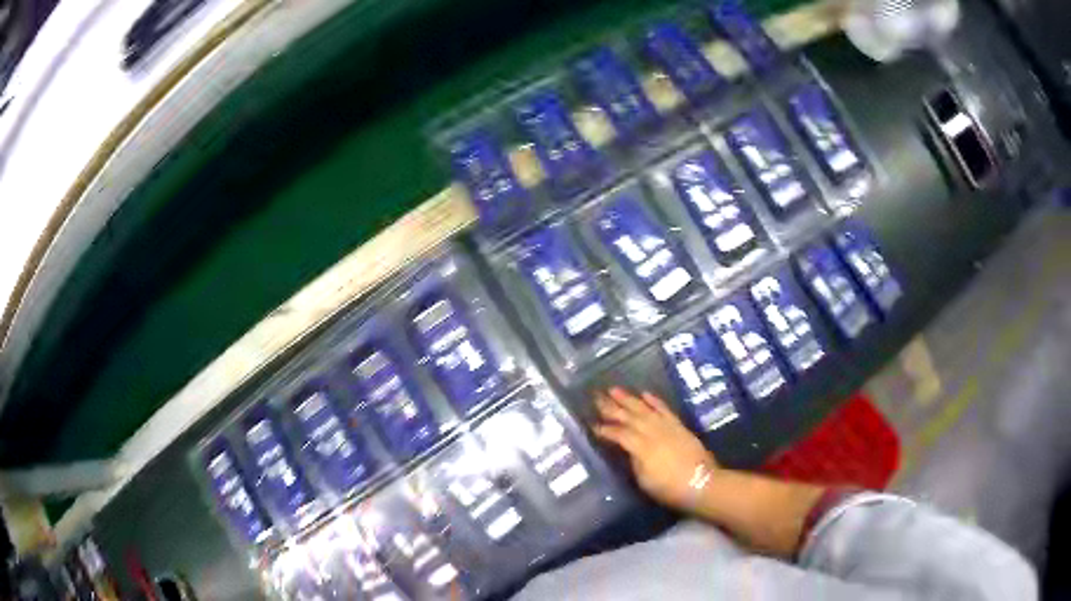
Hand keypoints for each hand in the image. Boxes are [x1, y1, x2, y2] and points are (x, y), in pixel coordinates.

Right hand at [593, 387, 718, 510]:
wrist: (702, 483)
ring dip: (628, 399)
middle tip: (596, 398)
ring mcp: (667, 427)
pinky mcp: (678, 425)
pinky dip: (654, 401)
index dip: (605, 430)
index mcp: (642, 448)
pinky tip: (644, 394)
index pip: (619, 434)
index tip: (592, 425)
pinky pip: (664, 409)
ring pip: (644, 409)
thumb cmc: (669, 489)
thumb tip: (627, 449)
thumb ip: (634, 461)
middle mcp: (653, 432)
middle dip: (611, 407)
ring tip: (614, 389)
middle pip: (629, 417)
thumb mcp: (644, 481)